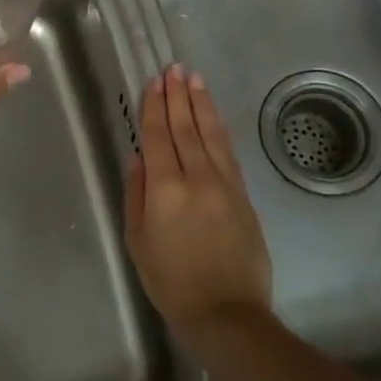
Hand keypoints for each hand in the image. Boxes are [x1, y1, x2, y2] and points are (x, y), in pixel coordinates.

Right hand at [124, 65, 272, 337]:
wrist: (226, 313)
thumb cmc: (171, 281)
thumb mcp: (138, 240)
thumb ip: (136, 194)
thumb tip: (139, 158)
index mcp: (165, 188)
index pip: (158, 136)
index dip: (154, 106)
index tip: (153, 81)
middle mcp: (197, 177)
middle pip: (185, 127)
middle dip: (178, 95)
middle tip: (174, 68)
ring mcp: (225, 183)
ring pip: (211, 133)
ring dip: (201, 104)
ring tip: (194, 79)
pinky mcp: (243, 194)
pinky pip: (228, 151)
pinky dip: (219, 128)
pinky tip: (213, 115)